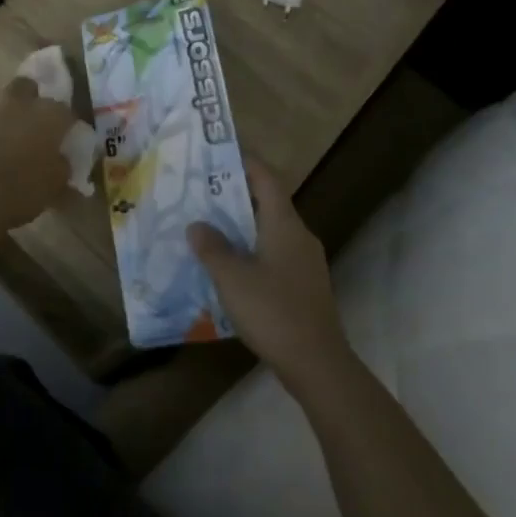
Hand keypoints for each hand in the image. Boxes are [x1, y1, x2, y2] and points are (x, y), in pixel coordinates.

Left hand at [0, 77, 73, 229]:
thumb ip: (64, 167)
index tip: (70, 139)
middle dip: (36, 101)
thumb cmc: (23, 189)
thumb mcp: (56, 185)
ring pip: (8, 103)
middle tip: (42, 126)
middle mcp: (23, 104)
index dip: (69, 125)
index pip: (67, 110)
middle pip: (31, 88)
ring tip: (20, 140)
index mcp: (50, 113)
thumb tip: (62, 160)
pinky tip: (1, 150)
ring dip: (15, 115)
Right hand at [188, 159, 351, 394]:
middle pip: (268, 203)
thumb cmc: (273, 311)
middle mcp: (299, 236)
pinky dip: (252, 250)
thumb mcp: (232, 278)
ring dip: (243, 226)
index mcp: (284, 224)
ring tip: (210, 227)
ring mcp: (306, 262)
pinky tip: (231, 266)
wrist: (318, 364)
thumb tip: (197, 225)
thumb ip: (212, 248)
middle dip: (236, 195)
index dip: (245, 161)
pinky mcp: (305, 286)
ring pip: (271, 230)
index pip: (266, 178)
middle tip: (203, 191)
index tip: (220, 152)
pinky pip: (275, 254)